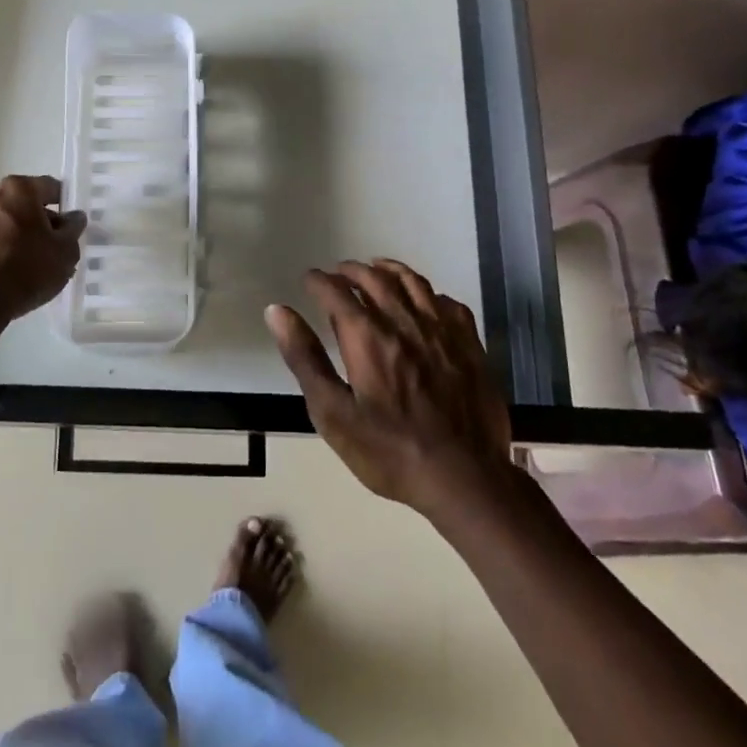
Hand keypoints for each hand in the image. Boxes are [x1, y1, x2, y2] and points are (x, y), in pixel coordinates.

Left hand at [0, 175, 86, 324]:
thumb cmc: (28, 268)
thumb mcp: (66, 251)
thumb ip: (73, 229)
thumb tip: (72, 217)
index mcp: (19, 189)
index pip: (50, 187)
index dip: (64, 204)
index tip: (71, 225)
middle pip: (24, 204)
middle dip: (39, 222)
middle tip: (54, 248)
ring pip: (3, 224)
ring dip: (18, 237)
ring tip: (32, 266)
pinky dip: (0, 251)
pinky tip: (10, 275)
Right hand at [266, 259, 512, 516]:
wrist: (464, 477)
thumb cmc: (389, 451)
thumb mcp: (333, 413)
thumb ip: (305, 359)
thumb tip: (277, 311)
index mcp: (368, 337)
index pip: (337, 292)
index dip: (319, 281)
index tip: (309, 279)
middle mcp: (405, 322)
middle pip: (375, 279)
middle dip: (352, 271)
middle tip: (338, 272)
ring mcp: (442, 331)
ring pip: (413, 283)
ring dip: (389, 270)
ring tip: (376, 268)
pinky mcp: (469, 345)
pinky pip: (448, 303)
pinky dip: (429, 293)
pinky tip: (425, 301)